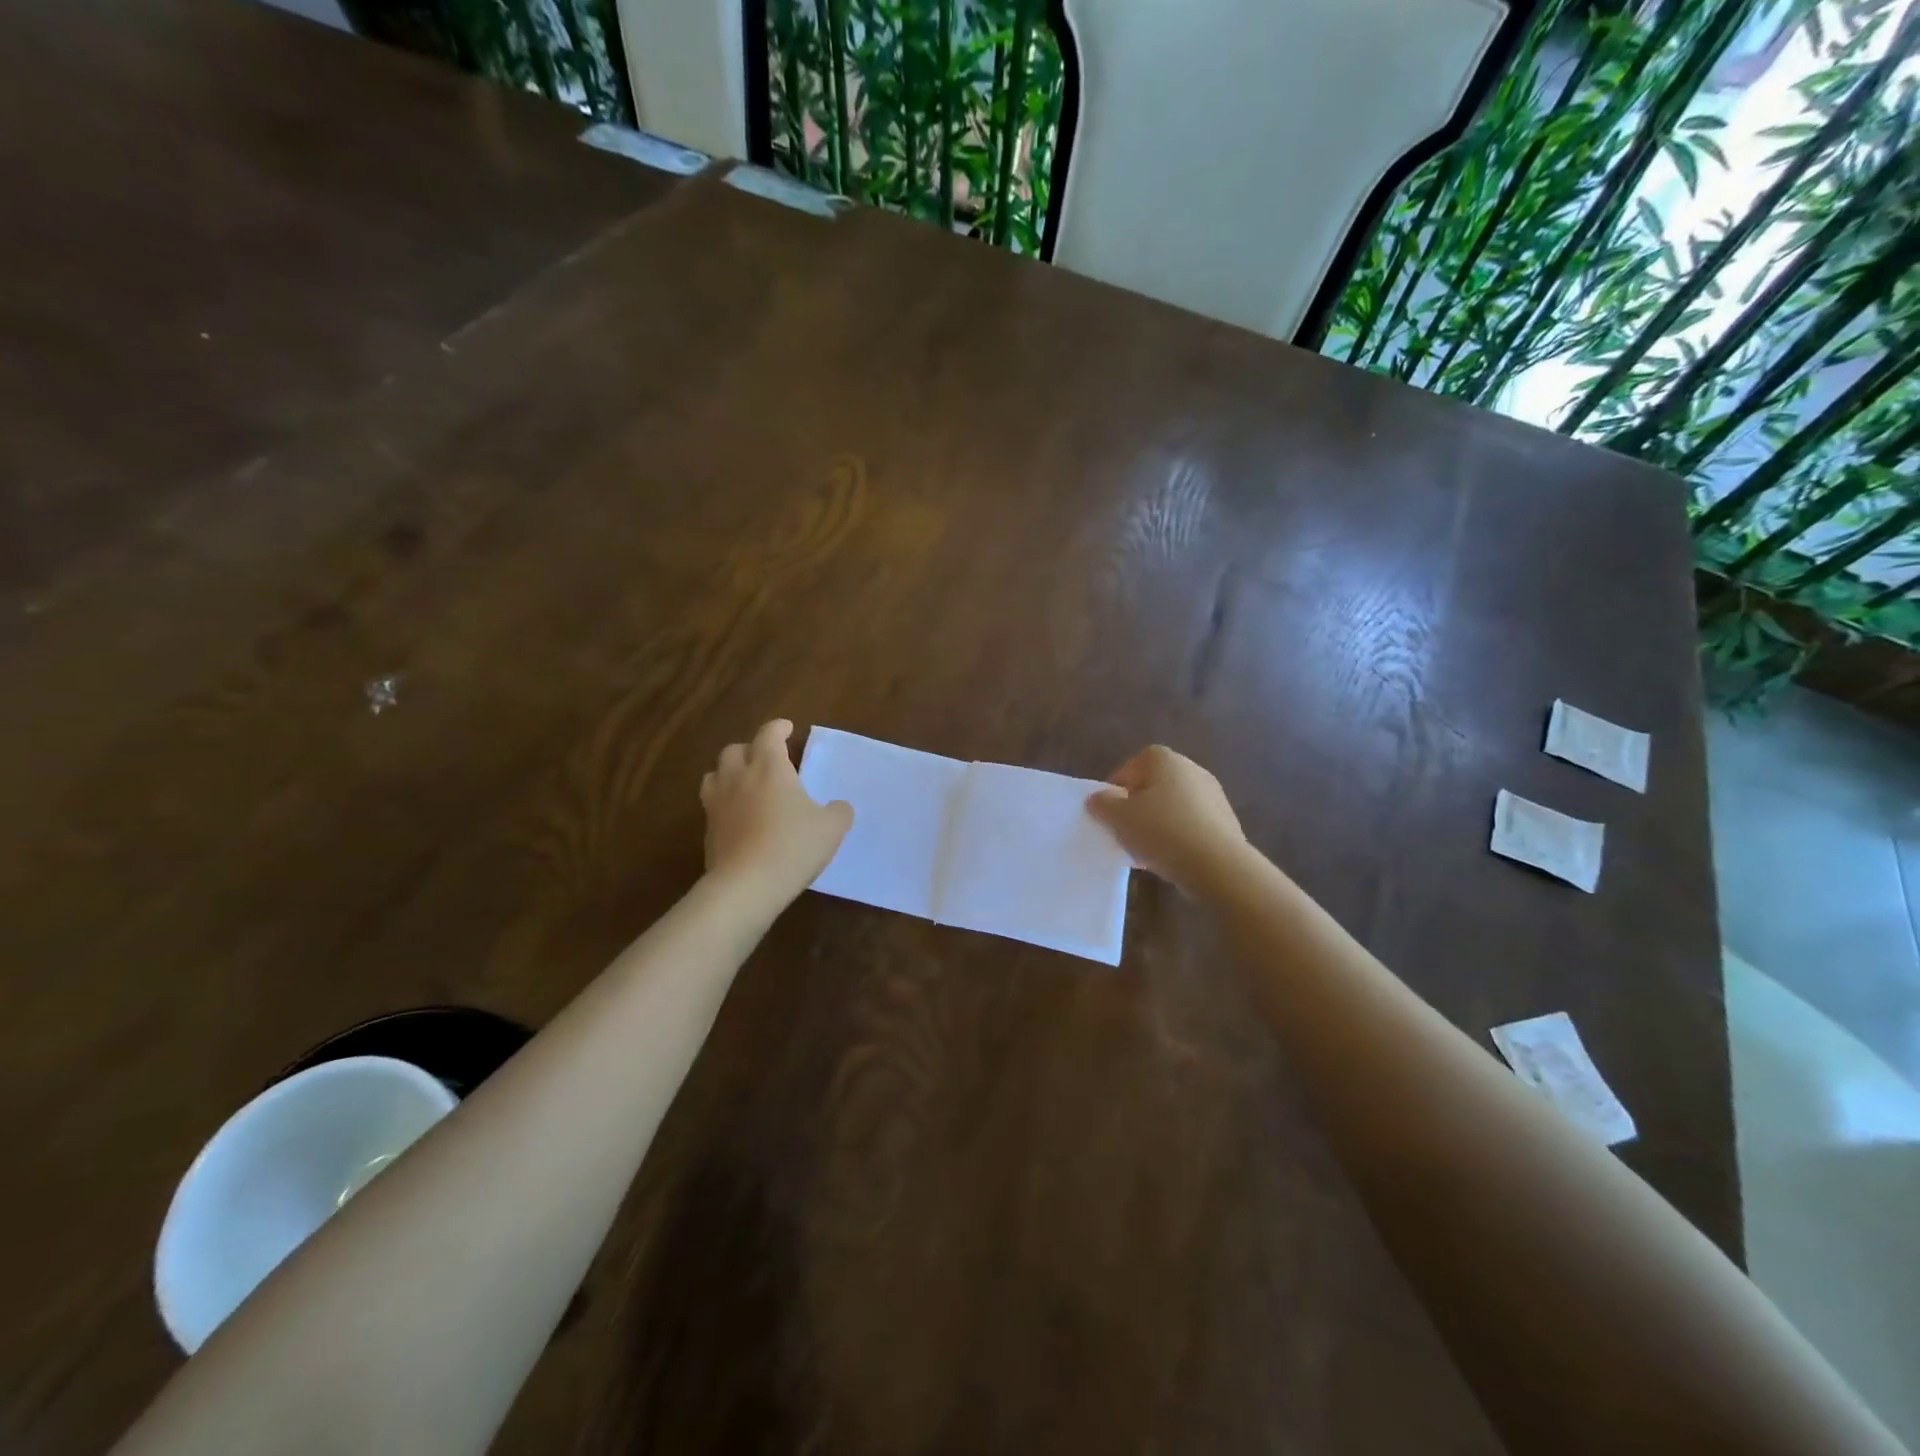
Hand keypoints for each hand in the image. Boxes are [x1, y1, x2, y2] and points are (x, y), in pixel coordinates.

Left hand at [701, 720, 852, 900]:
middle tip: (767, 760)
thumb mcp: (831, 828)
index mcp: (770, 768)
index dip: (778, 728)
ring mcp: (717, 803)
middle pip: (735, 750)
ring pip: (715, 774)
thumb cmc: (793, 846)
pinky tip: (739, 816)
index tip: (786, 729)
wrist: (747, 885)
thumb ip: (838, 811)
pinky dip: (724, 802)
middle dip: (751, 749)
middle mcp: (739, 778)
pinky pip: (712, 804)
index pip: (769, 735)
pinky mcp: (708, 830)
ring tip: (745, 784)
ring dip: (730, 773)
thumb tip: (838, 807)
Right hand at [1087, 745, 1247, 893]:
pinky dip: (1177, 837)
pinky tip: (1168, 859)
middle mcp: (1192, 769)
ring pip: (1172, 807)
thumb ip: (1102, 804)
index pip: (1131, 767)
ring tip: (1144, 851)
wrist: (1217, 865)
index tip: (1109, 813)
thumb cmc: (1162, 831)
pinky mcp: (1225, 821)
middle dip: (1137, 808)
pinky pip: (1191, 825)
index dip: (1116, 789)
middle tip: (1124, 831)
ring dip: (1157, 824)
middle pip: (1153, 786)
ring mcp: (1213, 795)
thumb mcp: (1119, 818)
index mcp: (1164, 759)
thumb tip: (1097, 798)